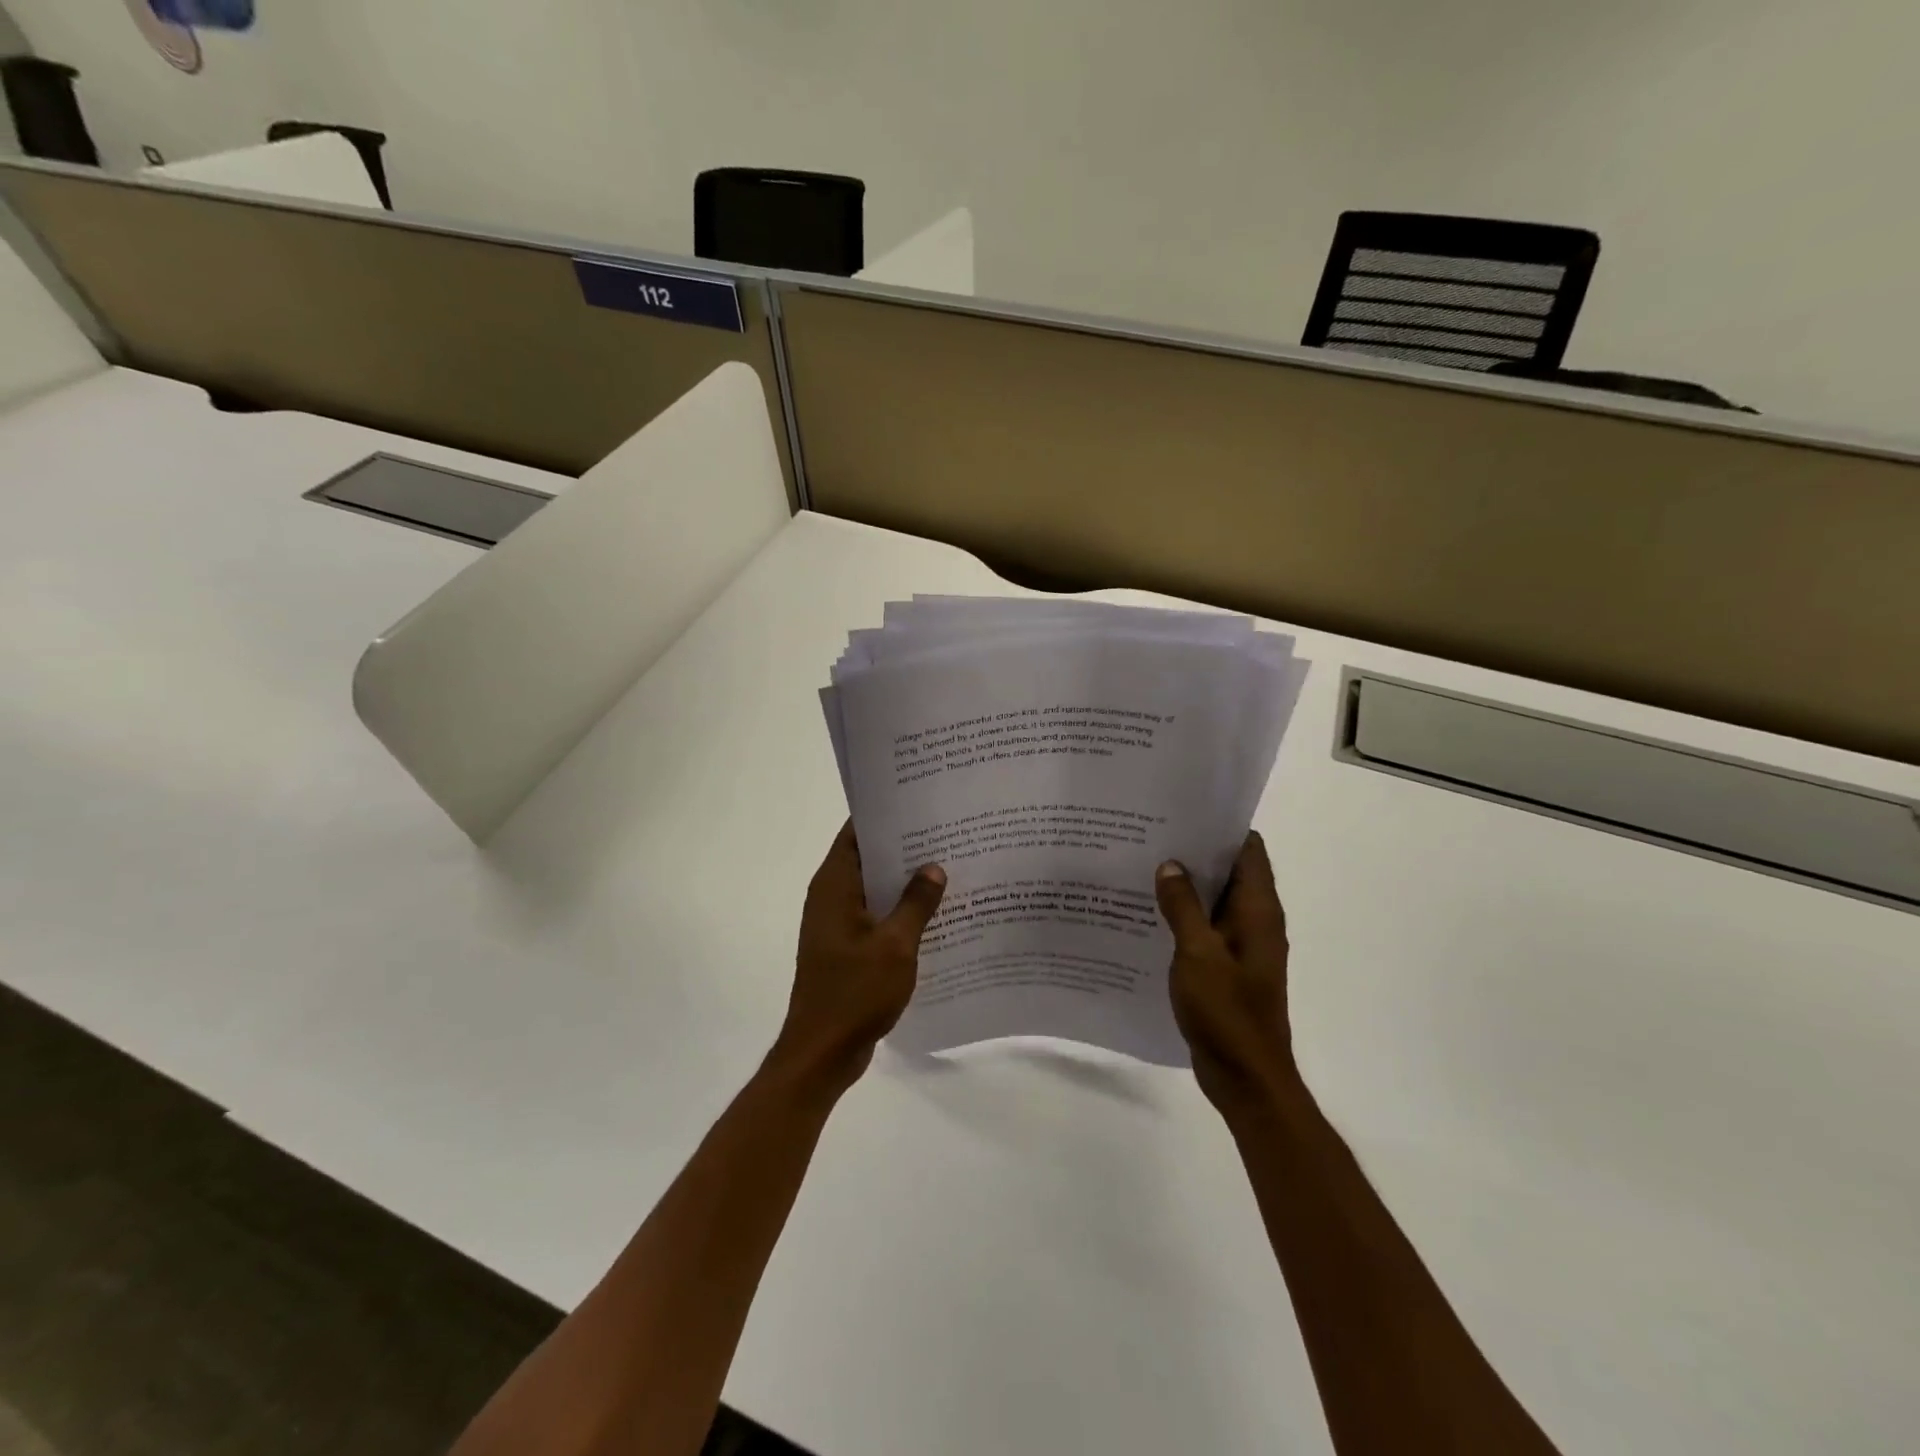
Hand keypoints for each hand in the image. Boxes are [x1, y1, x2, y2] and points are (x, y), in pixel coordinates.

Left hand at [772, 821, 946, 1093]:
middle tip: (946, 832)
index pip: (856, 833)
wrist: (822, 1053)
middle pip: (868, 858)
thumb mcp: (896, 945)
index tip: (919, 803)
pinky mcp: (846, 947)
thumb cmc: (855, 993)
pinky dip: (899, 910)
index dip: (885, 816)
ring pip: (874, 888)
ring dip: (904, 881)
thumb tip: (933, 867)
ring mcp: (837, 923)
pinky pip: (875, 916)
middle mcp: (831, 897)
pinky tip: (935, 912)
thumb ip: (916, 903)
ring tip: (948, 866)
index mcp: (834, 886)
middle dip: (903, 846)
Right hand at [1155, 832, 1294, 1113]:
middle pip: (1230, 872)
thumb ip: (1183, 907)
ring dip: (1187, 885)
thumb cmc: (1227, 1013)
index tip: (1184, 811)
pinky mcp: (1227, 967)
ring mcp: (1242, 946)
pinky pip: (1205, 929)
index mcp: (1258, 912)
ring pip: (1214, 901)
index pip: (1249, 851)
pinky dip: (1184, 916)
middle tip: (1152, 833)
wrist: (1246, 1078)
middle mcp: (1255, 922)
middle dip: (1196, 852)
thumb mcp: (1197, 954)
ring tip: (1144, 864)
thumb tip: (1170, 864)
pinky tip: (1149, 913)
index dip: (1221, 827)